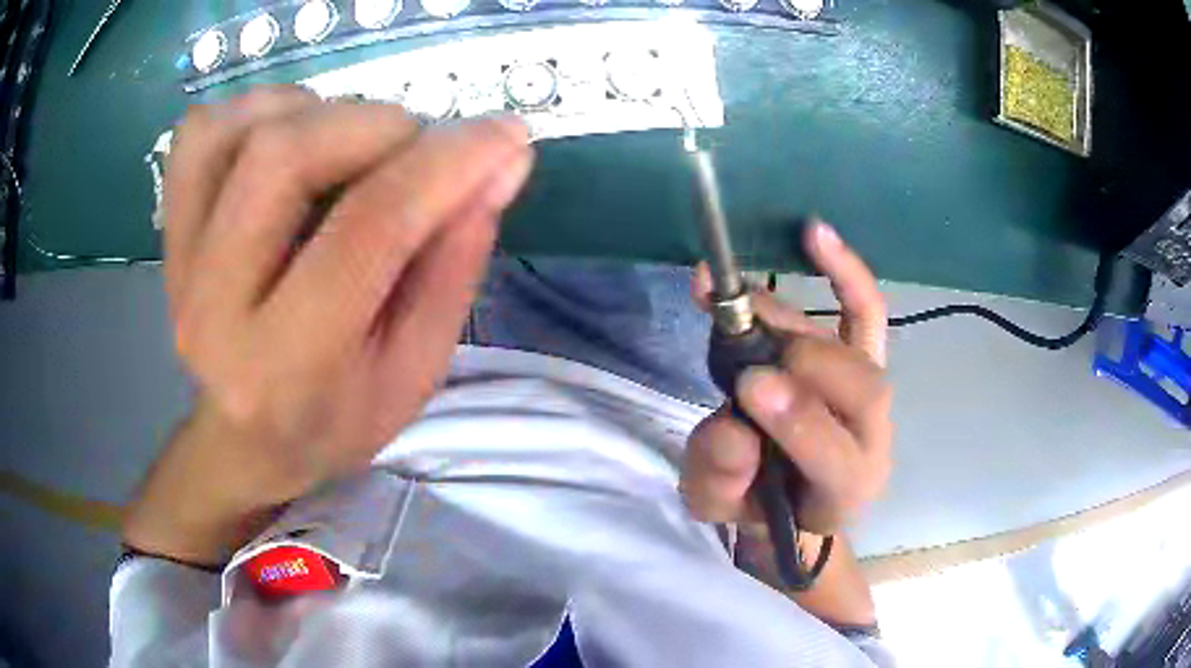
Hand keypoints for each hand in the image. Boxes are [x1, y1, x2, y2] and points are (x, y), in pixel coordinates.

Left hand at [124, 87, 533, 563]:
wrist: (245, 440)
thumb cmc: (335, 418)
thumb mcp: (416, 368)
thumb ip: (456, 262)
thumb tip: (502, 160)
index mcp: (285, 365)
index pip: (366, 230)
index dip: (446, 164)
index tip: (506, 135)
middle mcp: (212, 306)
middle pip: (284, 155)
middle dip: (378, 126)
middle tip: (418, 150)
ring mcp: (177, 260)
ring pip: (240, 127)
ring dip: (318, 111)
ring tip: (353, 148)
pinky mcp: (168, 227)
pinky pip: (202, 130)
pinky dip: (260, 110)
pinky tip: (292, 141)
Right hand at [682, 221, 891, 536]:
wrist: (792, 496)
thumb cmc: (757, 503)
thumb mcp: (718, 505)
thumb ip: (721, 478)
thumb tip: (733, 427)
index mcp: (843, 488)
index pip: (836, 455)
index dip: (798, 419)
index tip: (748, 387)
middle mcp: (874, 436)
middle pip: (860, 387)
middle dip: (799, 359)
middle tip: (735, 337)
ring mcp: (875, 392)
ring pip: (857, 346)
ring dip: (793, 317)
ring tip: (733, 294)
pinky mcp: (865, 357)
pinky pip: (865, 311)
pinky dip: (845, 272)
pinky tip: (815, 233)